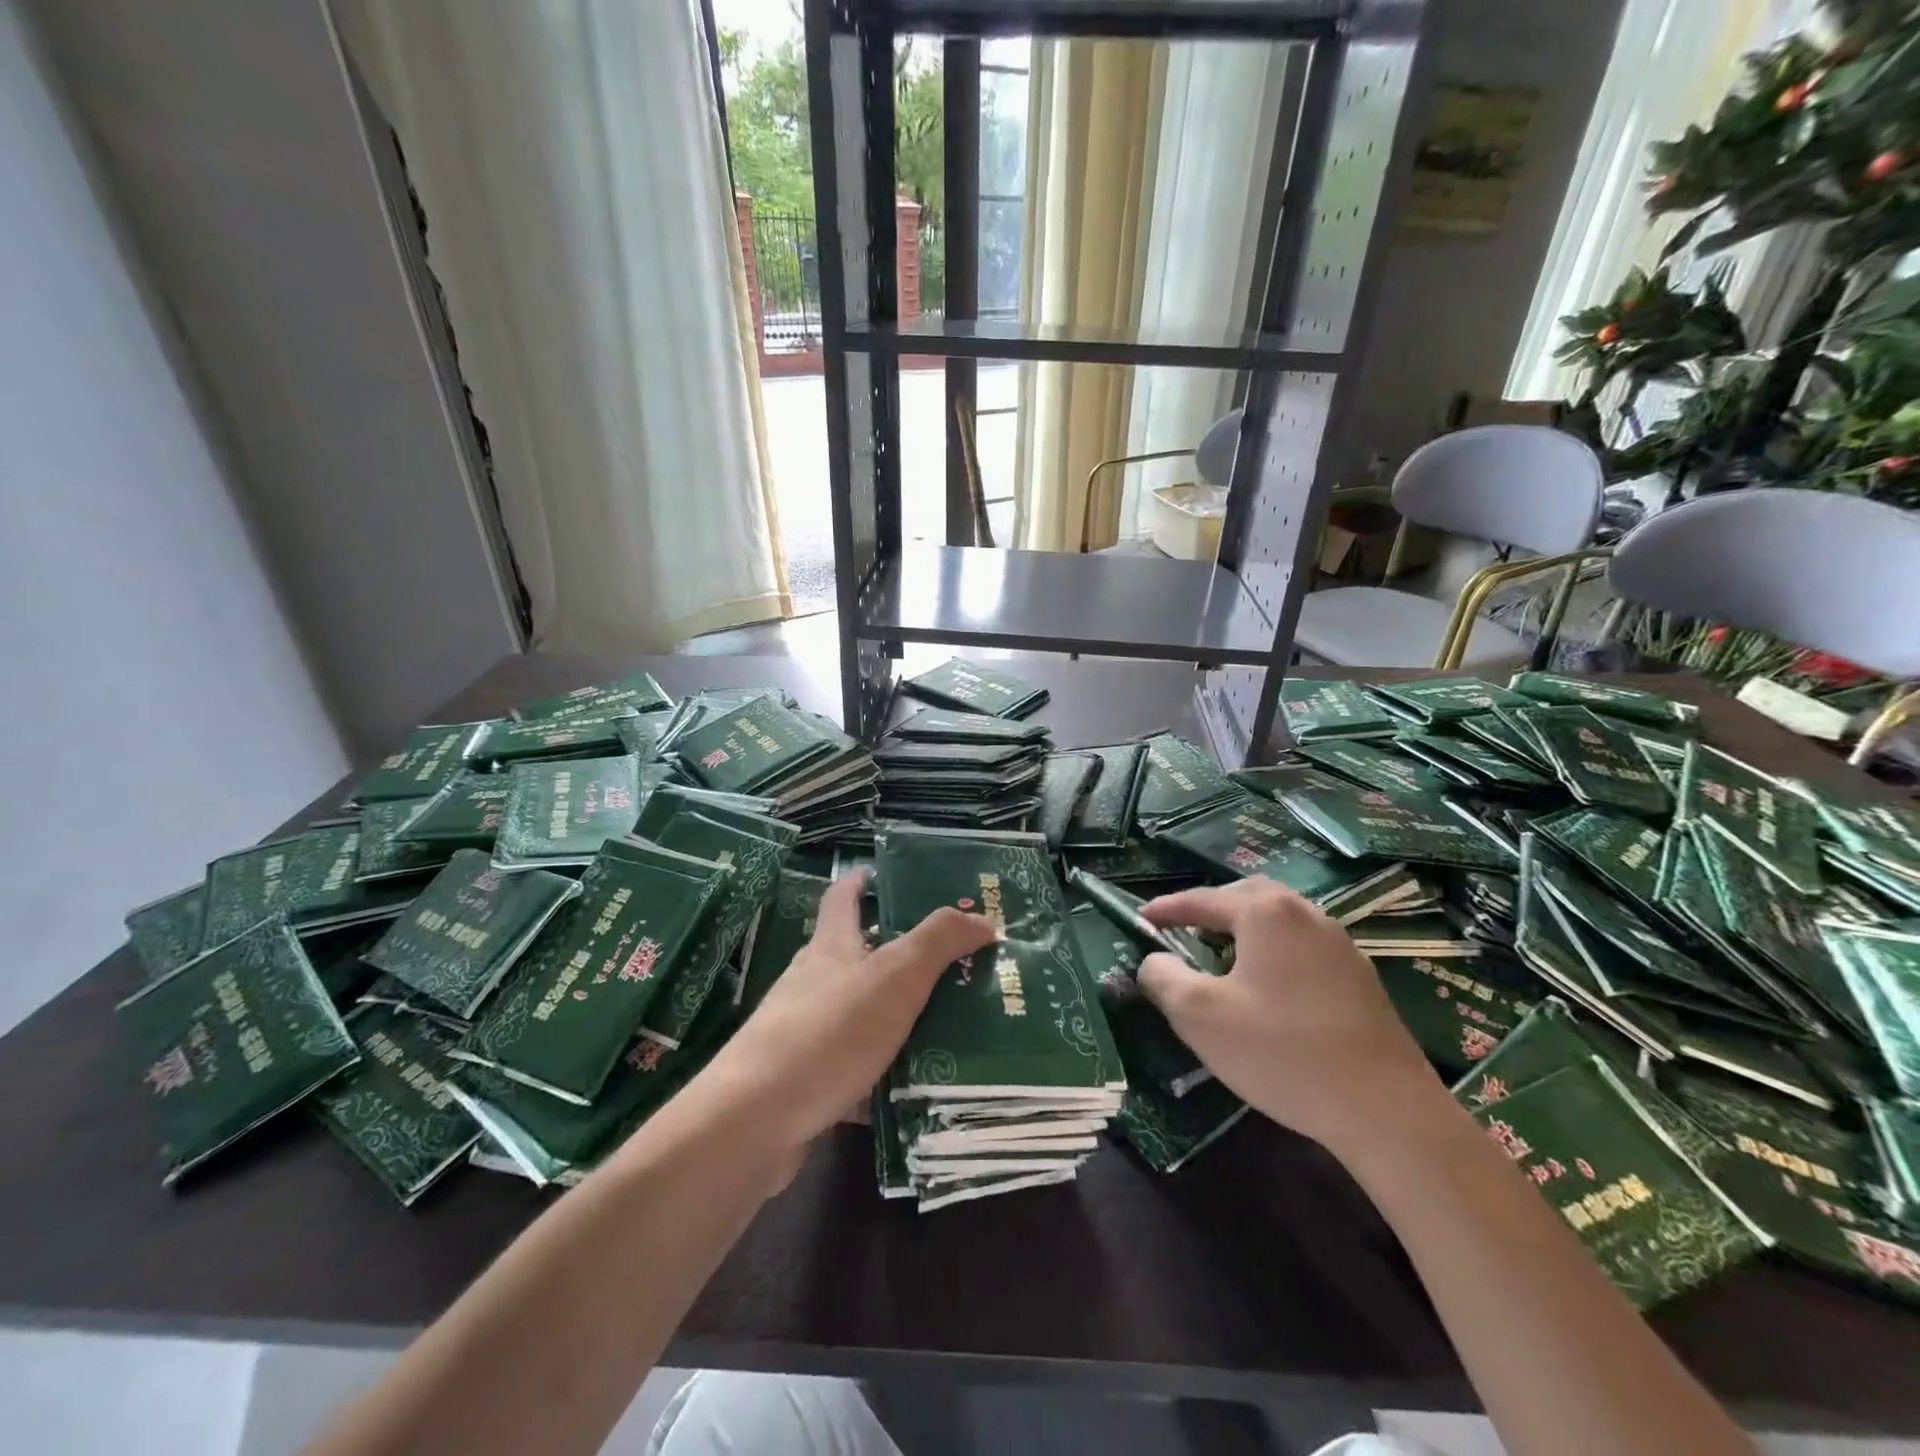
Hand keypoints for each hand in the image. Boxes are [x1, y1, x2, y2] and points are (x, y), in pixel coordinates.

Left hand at [701, 871, 996, 1154]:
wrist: (756, 1121)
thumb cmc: (829, 1031)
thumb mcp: (895, 976)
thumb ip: (939, 941)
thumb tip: (982, 918)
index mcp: (831, 947)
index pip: (843, 898)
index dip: (861, 880)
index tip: (881, 873)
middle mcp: (814, 983)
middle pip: (856, 958)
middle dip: (898, 957)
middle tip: (952, 964)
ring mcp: (805, 1033)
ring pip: (860, 1016)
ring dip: (897, 1019)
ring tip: (949, 1027)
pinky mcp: (805, 1082)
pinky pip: (855, 1070)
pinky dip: (883, 1076)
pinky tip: (916, 1091)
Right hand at [1138, 879, 1444, 1153]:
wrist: (1386, 1110)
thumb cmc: (1281, 1052)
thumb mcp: (1200, 1015)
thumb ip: (1163, 977)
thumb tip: (1153, 960)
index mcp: (1265, 913)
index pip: (1201, 899)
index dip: (1166, 909)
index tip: (1139, 919)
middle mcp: (1305, 914)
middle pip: (1246, 896)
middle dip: (1209, 908)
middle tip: (1182, 930)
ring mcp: (1340, 944)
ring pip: (1280, 918)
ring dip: (1244, 927)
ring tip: (1221, 955)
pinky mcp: (1360, 977)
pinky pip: (1303, 944)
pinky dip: (1273, 949)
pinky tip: (1268, 985)